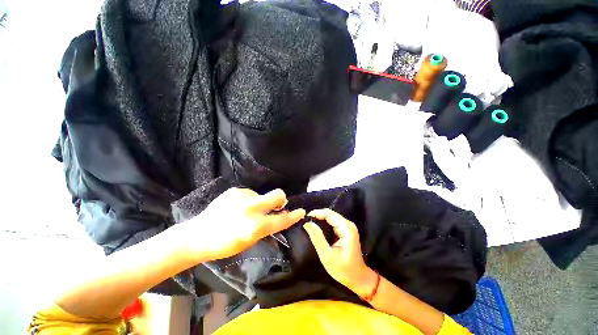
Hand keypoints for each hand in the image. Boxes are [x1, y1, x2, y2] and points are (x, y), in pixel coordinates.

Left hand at [180, 188, 305, 261]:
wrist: (198, 235)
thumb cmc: (225, 244)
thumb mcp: (250, 241)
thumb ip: (266, 227)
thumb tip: (278, 216)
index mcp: (255, 227)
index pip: (282, 219)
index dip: (294, 216)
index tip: (301, 211)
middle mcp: (252, 208)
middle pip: (278, 194)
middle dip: (281, 199)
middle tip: (276, 205)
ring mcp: (243, 197)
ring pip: (262, 195)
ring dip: (260, 202)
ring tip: (245, 211)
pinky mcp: (235, 191)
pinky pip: (249, 194)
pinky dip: (248, 200)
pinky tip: (236, 208)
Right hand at [303, 209, 376, 296]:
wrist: (358, 279)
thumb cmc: (344, 270)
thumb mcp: (327, 256)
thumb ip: (317, 238)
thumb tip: (307, 223)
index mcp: (346, 228)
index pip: (328, 214)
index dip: (316, 213)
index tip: (304, 218)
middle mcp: (347, 224)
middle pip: (329, 214)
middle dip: (317, 216)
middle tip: (304, 222)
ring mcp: (347, 227)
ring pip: (330, 217)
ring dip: (319, 219)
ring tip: (308, 224)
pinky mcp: (345, 230)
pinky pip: (332, 222)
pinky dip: (323, 224)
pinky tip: (316, 228)